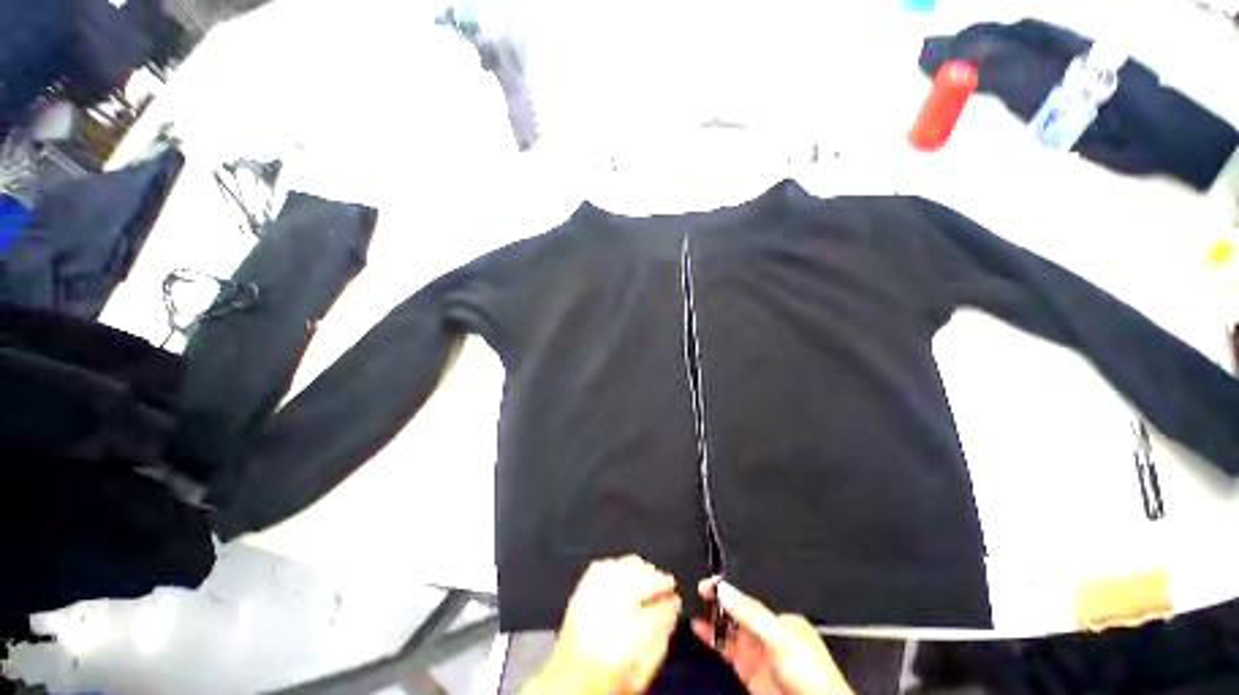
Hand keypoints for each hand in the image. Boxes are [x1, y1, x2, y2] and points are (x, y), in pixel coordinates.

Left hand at [526, 555, 681, 694]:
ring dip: (639, 569)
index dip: (668, 604)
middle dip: (656, 579)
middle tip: (668, 582)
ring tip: (652, 574)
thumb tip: (672, 612)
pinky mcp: (576, 597)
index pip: (651, 616)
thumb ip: (659, 644)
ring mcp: (585, 606)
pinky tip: (628, 570)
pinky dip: (617, 564)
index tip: (676, 599)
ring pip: (616, 571)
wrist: (563, 690)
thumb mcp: (639, 680)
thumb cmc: (603, 689)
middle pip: (633, 586)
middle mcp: (600, 623)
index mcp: (619, 651)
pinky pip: (599, 569)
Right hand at [691, 577, 853, 694]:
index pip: (747, 598)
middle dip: (716, 602)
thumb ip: (751, 612)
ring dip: (711, 620)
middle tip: (696, 593)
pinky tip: (699, 631)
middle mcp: (768, 634)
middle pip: (736, 612)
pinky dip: (711, 639)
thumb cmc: (813, 677)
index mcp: (780, 619)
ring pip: (729, 630)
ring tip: (692, 609)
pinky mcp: (749, 672)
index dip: (727, 589)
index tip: (707, 584)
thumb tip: (724, 588)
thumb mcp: (779, 636)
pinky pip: (726, 651)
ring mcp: (758, 654)